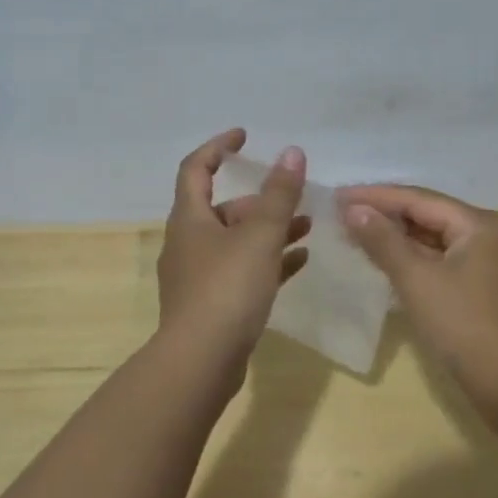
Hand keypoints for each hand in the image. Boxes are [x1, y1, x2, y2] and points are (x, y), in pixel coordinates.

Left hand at [156, 129, 310, 388]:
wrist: (200, 361)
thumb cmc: (227, 289)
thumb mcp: (260, 236)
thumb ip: (279, 194)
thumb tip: (292, 152)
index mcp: (190, 219)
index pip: (196, 168)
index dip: (219, 147)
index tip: (245, 136)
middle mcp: (188, 242)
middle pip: (223, 209)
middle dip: (260, 200)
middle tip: (295, 199)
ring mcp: (197, 276)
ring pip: (236, 242)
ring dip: (269, 231)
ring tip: (308, 228)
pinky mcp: (211, 304)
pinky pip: (242, 272)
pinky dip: (268, 262)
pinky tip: (299, 263)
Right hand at [339, 185, 497, 412]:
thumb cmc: (463, 325)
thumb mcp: (417, 279)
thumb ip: (383, 241)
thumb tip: (352, 209)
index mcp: (478, 223)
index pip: (418, 198)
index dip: (374, 196)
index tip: (336, 196)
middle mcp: (485, 233)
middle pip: (426, 213)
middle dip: (383, 213)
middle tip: (340, 212)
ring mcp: (483, 259)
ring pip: (430, 237)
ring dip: (394, 235)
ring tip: (353, 231)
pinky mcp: (476, 284)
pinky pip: (436, 258)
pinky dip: (409, 256)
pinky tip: (381, 257)